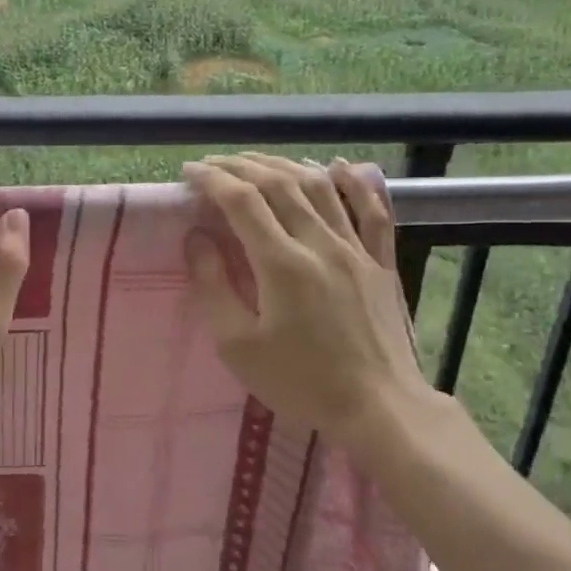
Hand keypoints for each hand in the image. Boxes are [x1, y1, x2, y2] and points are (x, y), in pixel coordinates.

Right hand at [183, 153, 448, 459]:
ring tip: (257, 162)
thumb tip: (195, 238)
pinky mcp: (381, 262)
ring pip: (319, 187)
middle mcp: (320, 243)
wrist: (379, 408)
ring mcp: (356, 249)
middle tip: (214, 164)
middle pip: (279, 184)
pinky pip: (371, 210)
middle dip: (241, 166)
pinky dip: (354, 182)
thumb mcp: (238, 346)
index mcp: (282, 263)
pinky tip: (338, 166)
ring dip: (284, 165)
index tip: (189, 172)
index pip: (242, 201)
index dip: (212, 180)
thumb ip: (213, 286)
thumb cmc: (300, 382)